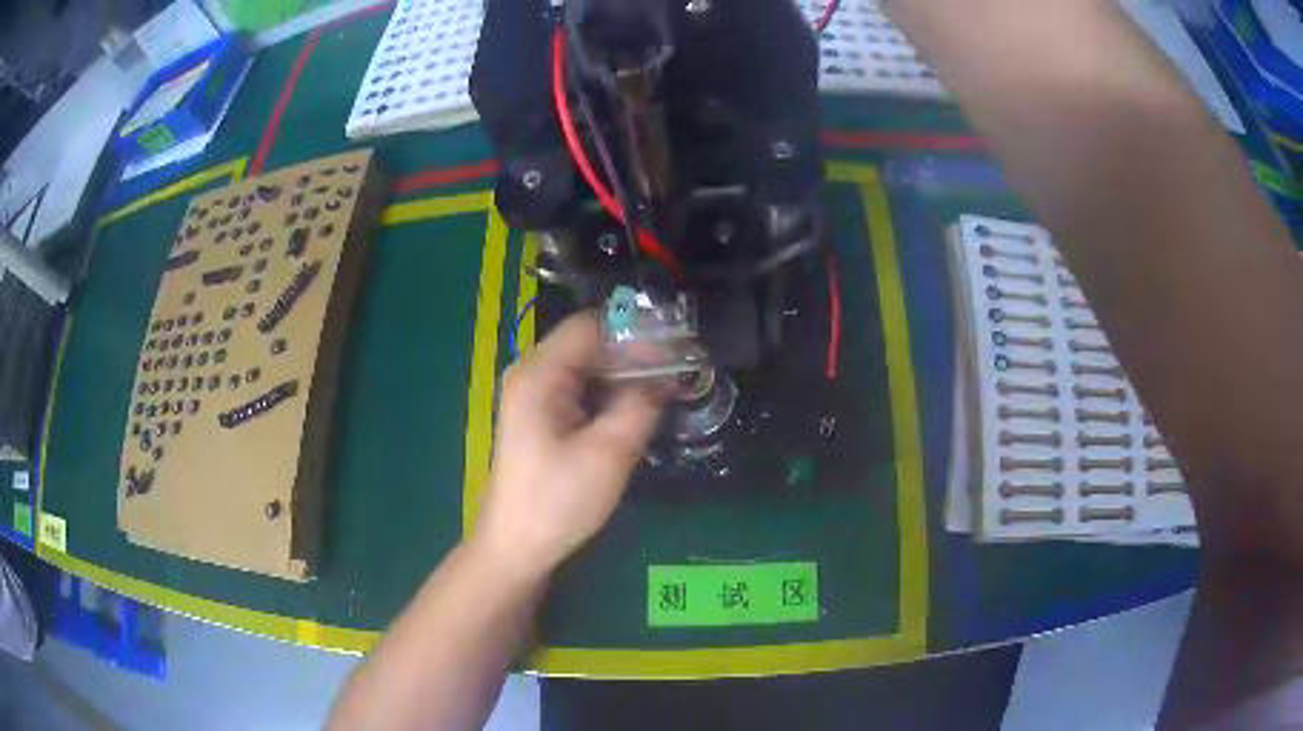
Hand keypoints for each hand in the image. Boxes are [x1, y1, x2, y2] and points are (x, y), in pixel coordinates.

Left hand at [472, 312, 663, 579]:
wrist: (517, 546)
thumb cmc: (557, 500)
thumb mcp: (608, 453)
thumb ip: (640, 405)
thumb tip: (665, 376)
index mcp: (539, 373)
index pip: (590, 326)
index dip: (634, 333)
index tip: (675, 349)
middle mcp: (532, 374)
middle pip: (588, 344)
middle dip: (633, 354)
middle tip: (678, 370)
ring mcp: (534, 396)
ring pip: (587, 368)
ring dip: (624, 375)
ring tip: (666, 388)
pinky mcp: (541, 418)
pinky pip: (581, 390)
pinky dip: (609, 394)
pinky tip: (636, 409)